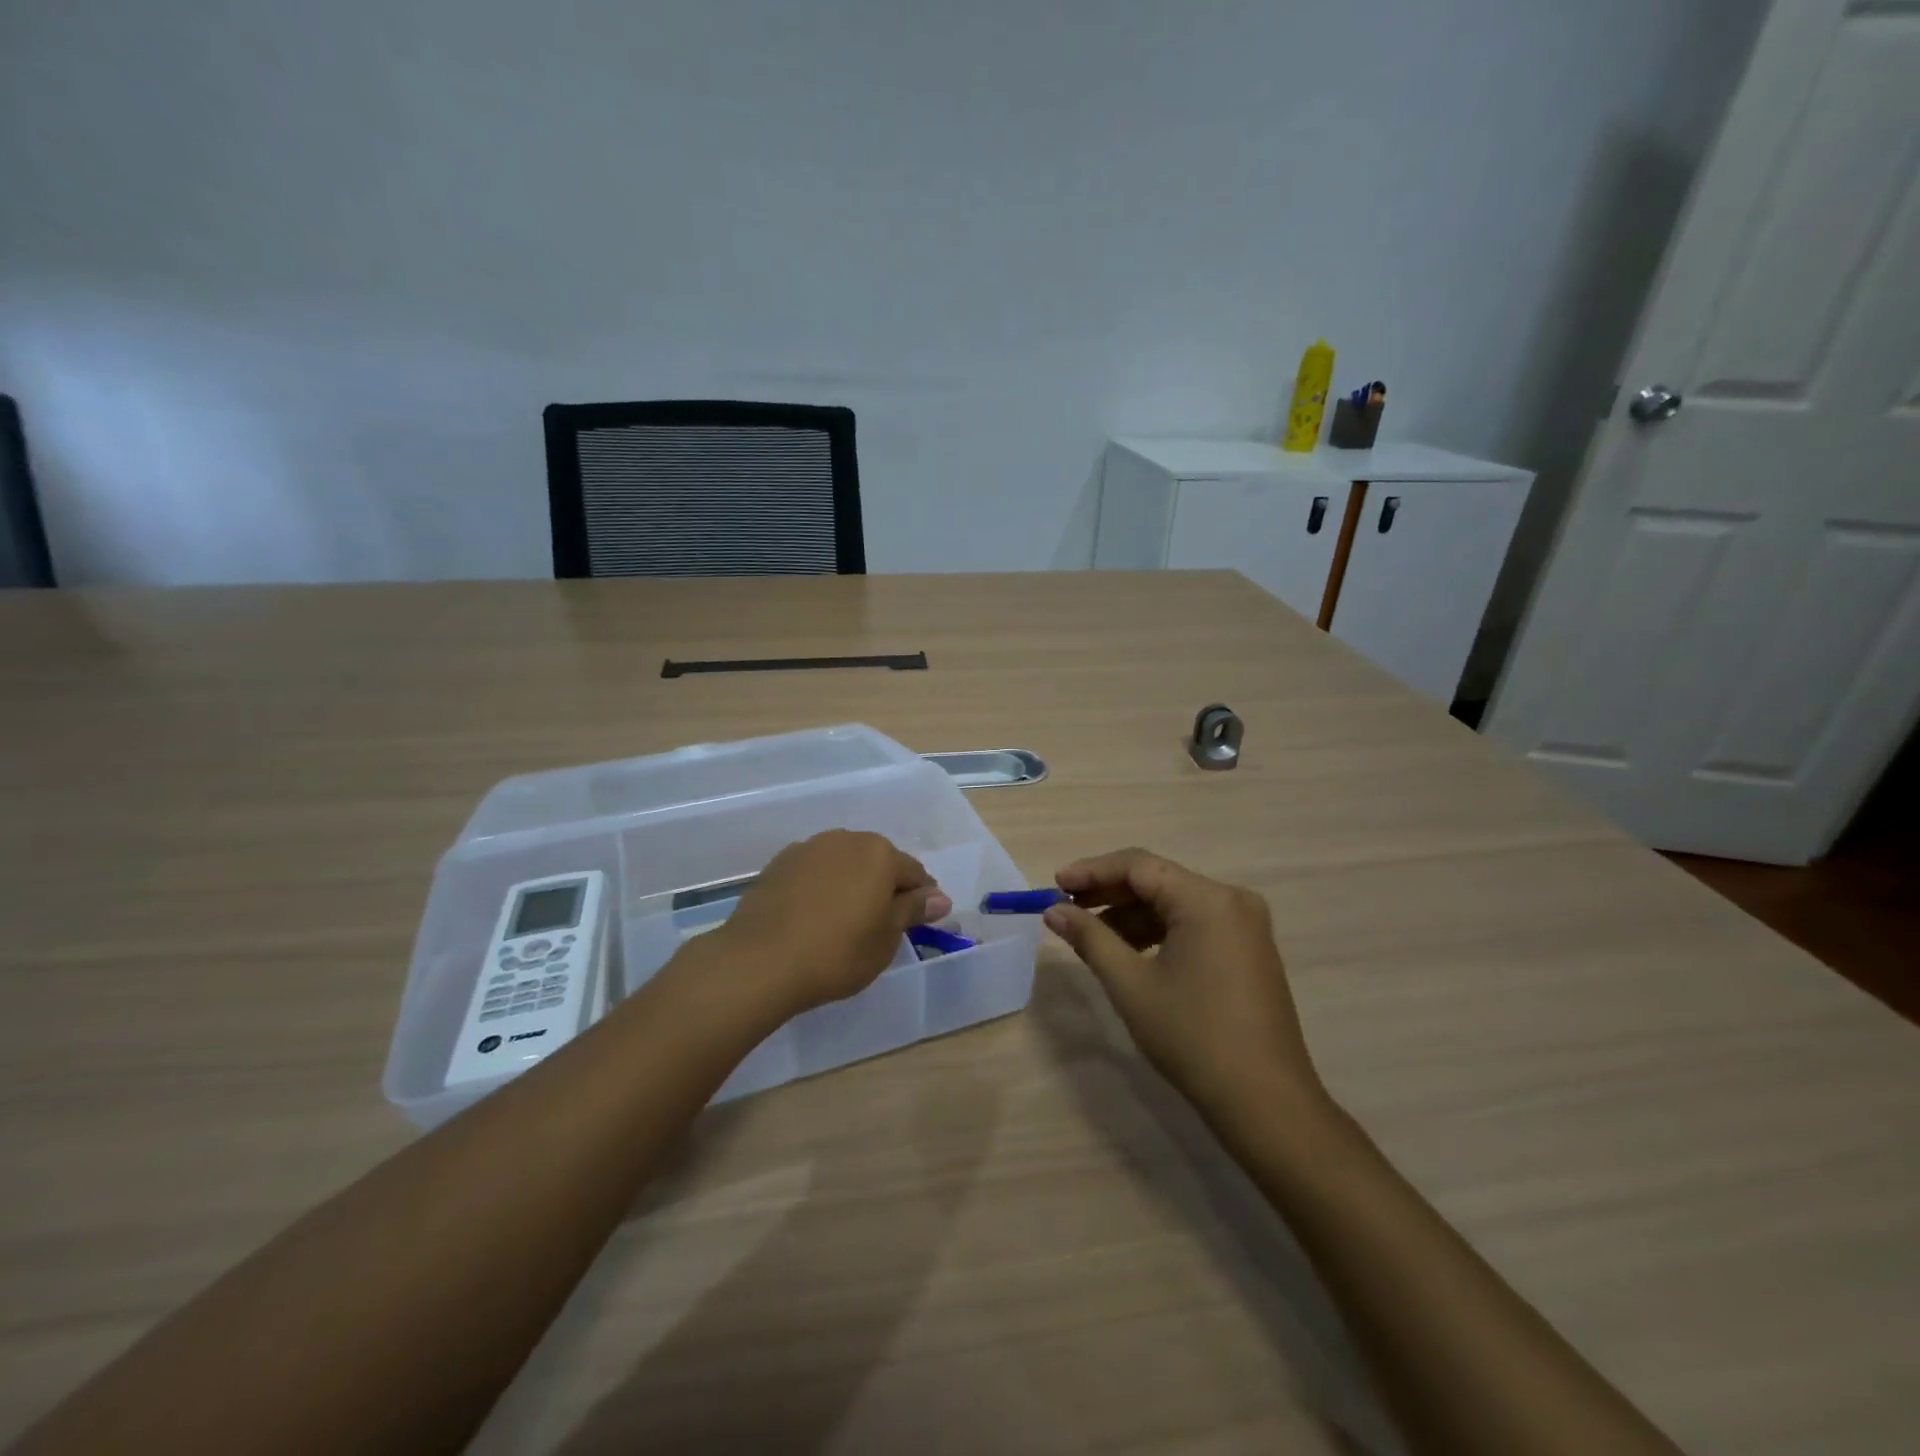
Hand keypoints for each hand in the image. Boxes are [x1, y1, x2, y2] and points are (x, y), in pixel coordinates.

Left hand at [717, 831, 951, 1017]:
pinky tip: (814, 916)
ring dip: (851, 884)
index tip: (918, 923)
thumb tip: (940, 897)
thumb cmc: (837, 952)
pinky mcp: (779, 864)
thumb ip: (913, 911)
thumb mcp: (886, 938)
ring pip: (844, 863)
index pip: (914, 873)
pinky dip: (821, 888)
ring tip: (845, 920)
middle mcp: (846, 839)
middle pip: (878, 862)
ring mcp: (809, 848)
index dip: (921, 899)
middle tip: (881, 924)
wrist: (760, 960)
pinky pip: (814, 872)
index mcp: (879, 853)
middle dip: (885, 887)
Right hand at [1044, 848, 1323, 1123]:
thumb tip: (1054, 910)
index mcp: (1208, 900)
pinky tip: (1128, 951)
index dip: (1092, 872)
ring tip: (1090, 934)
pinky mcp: (1248, 949)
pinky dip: (1157, 931)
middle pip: (1158, 880)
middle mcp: (1232, 900)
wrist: (1266, 1104)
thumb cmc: (1193, 1038)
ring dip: (1131, 914)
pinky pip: (1193, 923)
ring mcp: (1245, 925)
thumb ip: (1090, 938)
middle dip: (1109, 893)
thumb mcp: (1131, 985)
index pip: (1139, 866)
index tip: (1054, 885)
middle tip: (1066, 908)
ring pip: (1174, 903)